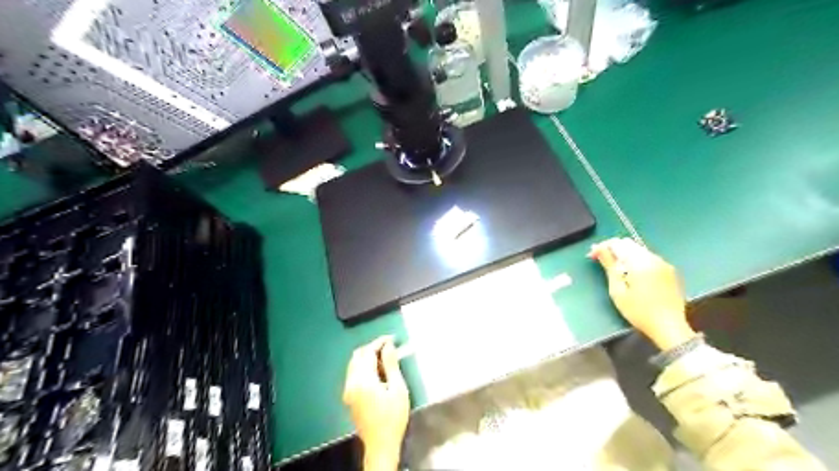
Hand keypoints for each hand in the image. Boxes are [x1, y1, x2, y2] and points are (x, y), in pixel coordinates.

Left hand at [340, 337, 406, 469]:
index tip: (391, 338)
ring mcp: (348, 391)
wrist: (381, 444)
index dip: (379, 342)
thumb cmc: (393, 417)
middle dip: (372, 348)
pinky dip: (363, 367)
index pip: (368, 352)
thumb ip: (391, 365)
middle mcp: (351, 383)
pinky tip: (376, 372)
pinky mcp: (349, 397)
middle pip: (357, 356)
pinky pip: (353, 374)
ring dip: (367, 357)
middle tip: (389, 347)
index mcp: (363, 381)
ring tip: (385, 359)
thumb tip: (388, 346)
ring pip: (353, 364)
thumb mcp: (398, 389)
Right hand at [589, 240, 695, 349]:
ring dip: (626, 255)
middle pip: (629, 244)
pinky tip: (633, 275)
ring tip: (616, 270)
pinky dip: (637, 262)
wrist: (669, 328)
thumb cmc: (639, 311)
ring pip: (640, 251)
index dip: (602, 247)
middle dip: (614, 250)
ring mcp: (664, 264)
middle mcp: (654, 259)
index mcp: (640, 262)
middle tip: (601, 262)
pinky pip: (649, 259)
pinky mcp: (670, 272)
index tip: (592, 256)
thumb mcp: (618, 290)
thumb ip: (609, 266)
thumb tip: (599, 248)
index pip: (617, 244)